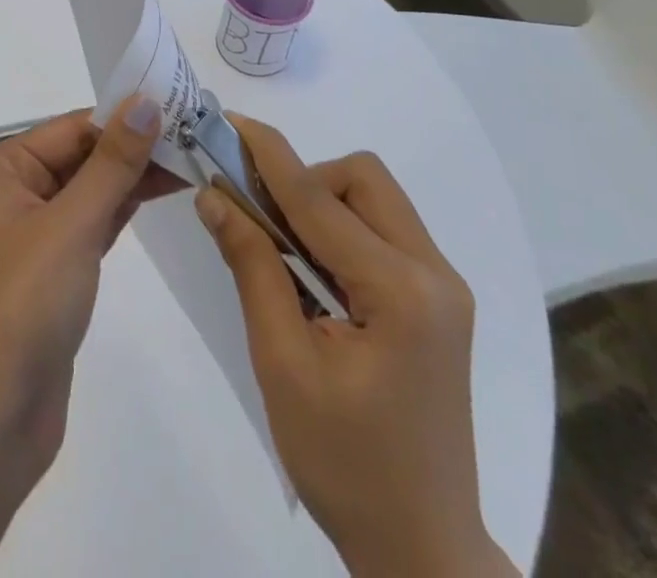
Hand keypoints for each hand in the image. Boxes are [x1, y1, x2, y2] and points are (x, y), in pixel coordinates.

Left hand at [0, 94, 179, 475]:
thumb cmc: (24, 305)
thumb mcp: (72, 224)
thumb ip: (112, 162)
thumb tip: (144, 101)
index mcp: (4, 169)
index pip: (73, 128)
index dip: (125, 117)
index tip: (180, 108)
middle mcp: (15, 191)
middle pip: (83, 155)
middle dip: (134, 146)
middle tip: (196, 133)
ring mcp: (35, 232)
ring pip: (93, 188)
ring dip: (136, 176)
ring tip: (191, 158)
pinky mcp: (56, 268)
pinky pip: (95, 221)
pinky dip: (125, 207)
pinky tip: (162, 191)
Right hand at [196, 115, 514, 577]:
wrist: (422, 550)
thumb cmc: (344, 465)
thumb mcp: (283, 365)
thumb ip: (252, 267)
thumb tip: (213, 195)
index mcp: (400, 291)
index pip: (318, 198)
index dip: (267, 154)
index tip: (227, 121)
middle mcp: (434, 273)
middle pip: (361, 179)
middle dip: (305, 179)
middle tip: (260, 217)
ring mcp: (443, 286)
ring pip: (375, 198)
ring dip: (323, 202)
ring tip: (282, 247)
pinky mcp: (438, 301)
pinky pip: (384, 230)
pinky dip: (342, 228)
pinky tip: (314, 270)